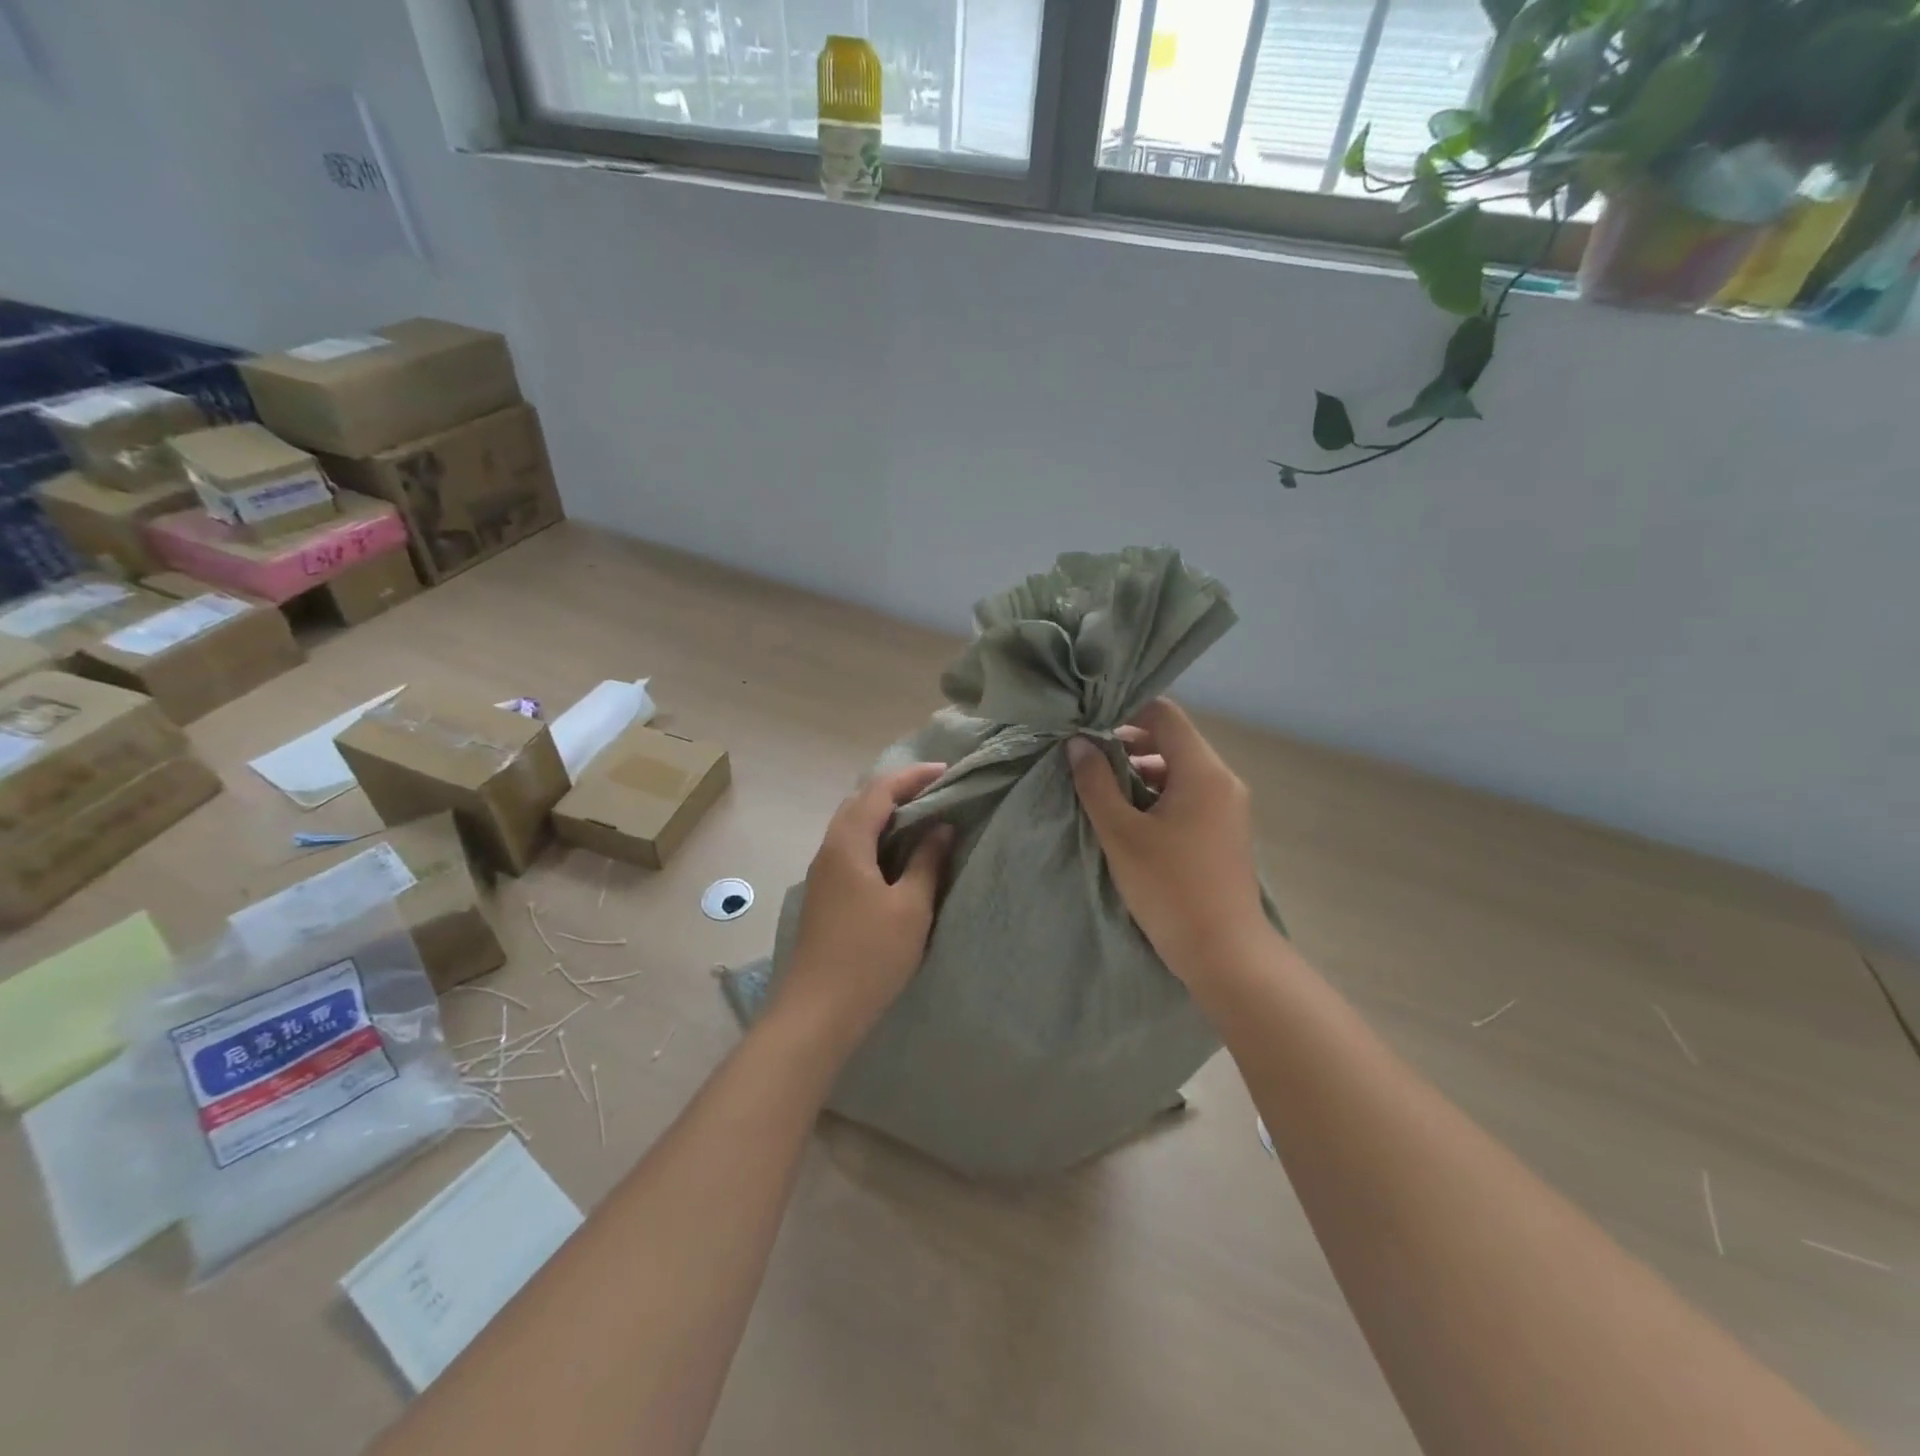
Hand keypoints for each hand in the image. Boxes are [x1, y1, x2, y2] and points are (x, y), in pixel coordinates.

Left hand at [774, 763, 953, 1050]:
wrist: (818, 1012)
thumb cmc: (869, 956)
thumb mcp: (910, 908)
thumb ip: (926, 862)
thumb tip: (941, 828)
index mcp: (847, 844)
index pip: (880, 791)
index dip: (913, 776)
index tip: (946, 771)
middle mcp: (829, 850)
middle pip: (861, 802)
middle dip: (897, 789)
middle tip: (935, 791)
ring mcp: (822, 873)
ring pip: (853, 825)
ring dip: (885, 814)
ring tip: (922, 817)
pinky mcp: (825, 894)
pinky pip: (851, 848)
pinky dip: (876, 837)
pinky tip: (897, 854)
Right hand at [1067, 699, 1264, 984]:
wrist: (1224, 953)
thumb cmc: (1169, 888)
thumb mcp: (1121, 833)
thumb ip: (1096, 783)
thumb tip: (1077, 744)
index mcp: (1202, 771)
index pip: (1165, 714)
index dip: (1126, 712)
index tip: (1090, 728)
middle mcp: (1222, 780)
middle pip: (1173, 740)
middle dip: (1128, 745)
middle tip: (1088, 762)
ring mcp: (1228, 807)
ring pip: (1179, 770)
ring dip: (1141, 773)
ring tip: (1103, 793)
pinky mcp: (1224, 831)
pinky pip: (1188, 795)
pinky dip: (1158, 795)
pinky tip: (1130, 819)